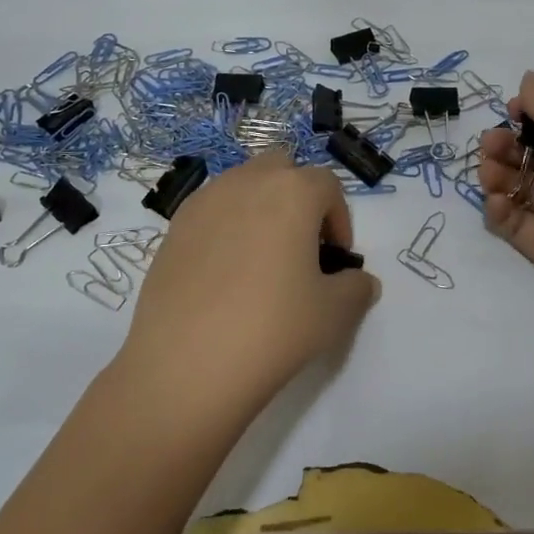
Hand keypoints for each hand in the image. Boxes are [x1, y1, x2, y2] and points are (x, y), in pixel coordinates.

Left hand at [120, 154, 381, 419]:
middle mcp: (248, 181)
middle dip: (297, 196)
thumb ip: (356, 287)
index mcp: (293, 191)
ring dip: (260, 207)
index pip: (328, 185)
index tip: (336, 259)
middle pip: (282, 168)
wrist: (185, 365)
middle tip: (301, 245)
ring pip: (243, 184)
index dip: (339, 218)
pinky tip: (225, 274)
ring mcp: (204, 200)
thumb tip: (359, 281)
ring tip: (262, 260)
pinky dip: (226, 226)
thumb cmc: (272, 329)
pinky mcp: (173, 226)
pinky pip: (211, 209)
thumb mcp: (334, 314)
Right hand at [481, 72, 533, 357]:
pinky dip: (500, 210)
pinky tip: (495, 203)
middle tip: (491, 145)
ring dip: (499, 173)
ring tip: (489, 173)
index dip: (532, 114)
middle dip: (508, 143)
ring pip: (521, 186)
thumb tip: (527, 79)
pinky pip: (516, 224)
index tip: (509, 111)